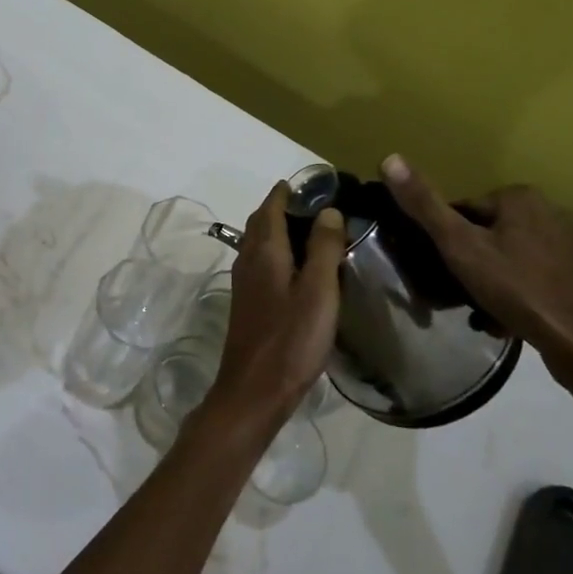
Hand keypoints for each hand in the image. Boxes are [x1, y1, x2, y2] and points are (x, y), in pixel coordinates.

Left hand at [207, 182, 343, 430]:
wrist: (254, 390)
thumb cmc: (291, 339)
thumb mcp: (319, 291)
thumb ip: (323, 248)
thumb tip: (329, 209)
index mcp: (265, 251)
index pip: (271, 207)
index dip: (285, 192)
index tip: (307, 183)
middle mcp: (248, 260)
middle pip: (260, 222)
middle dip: (280, 207)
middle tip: (310, 204)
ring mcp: (244, 283)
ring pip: (257, 243)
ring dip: (275, 229)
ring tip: (306, 231)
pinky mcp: (246, 304)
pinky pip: (259, 263)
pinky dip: (274, 252)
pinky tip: (293, 268)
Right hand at [380, 156, 572, 390]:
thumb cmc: (518, 289)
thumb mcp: (459, 246)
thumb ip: (424, 204)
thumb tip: (388, 158)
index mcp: (520, 196)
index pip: (462, 212)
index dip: (446, 243)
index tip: (442, 271)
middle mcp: (549, 210)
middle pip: (485, 235)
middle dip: (469, 264)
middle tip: (460, 295)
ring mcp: (569, 244)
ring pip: (508, 257)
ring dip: (491, 282)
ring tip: (484, 313)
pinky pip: (532, 276)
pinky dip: (517, 294)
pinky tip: (510, 320)